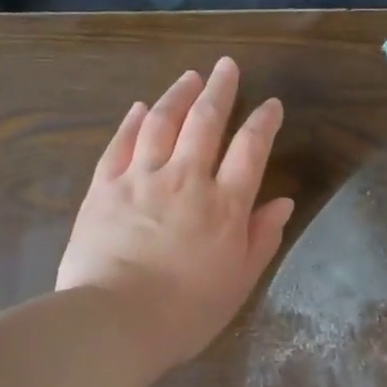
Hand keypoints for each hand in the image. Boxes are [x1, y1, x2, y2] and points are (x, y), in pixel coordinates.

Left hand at [57, 57, 295, 373]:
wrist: (115, 321)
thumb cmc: (186, 312)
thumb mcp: (238, 282)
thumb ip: (261, 238)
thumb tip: (283, 202)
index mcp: (224, 205)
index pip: (250, 149)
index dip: (263, 122)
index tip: (270, 104)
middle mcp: (185, 179)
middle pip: (205, 122)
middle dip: (220, 90)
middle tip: (226, 66)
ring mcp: (141, 178)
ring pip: (162, 122)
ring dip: (178, 95)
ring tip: (189, 77)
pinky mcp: (104, 187)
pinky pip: (120, 144)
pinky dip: (132, 122)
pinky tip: (139, 108)